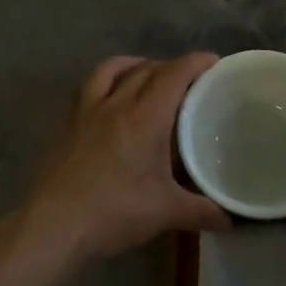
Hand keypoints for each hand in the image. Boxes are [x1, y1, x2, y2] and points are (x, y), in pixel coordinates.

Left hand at [17, 54, 231, 266]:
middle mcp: (116, 104)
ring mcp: (87, 112)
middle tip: (189, 79)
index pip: (174, 75)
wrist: (54, 225)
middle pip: (146, 69)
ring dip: (134, 64)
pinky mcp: (68, 124)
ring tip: (147, 74)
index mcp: (145, 118)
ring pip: (112, 69)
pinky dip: (106, 80)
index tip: (213, 60)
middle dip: (171, 66)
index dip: (195, 63)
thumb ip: (201, 211)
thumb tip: (231, 219)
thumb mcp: (165, 213)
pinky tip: (111, 98)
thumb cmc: (114, 212)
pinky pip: (89, 87)